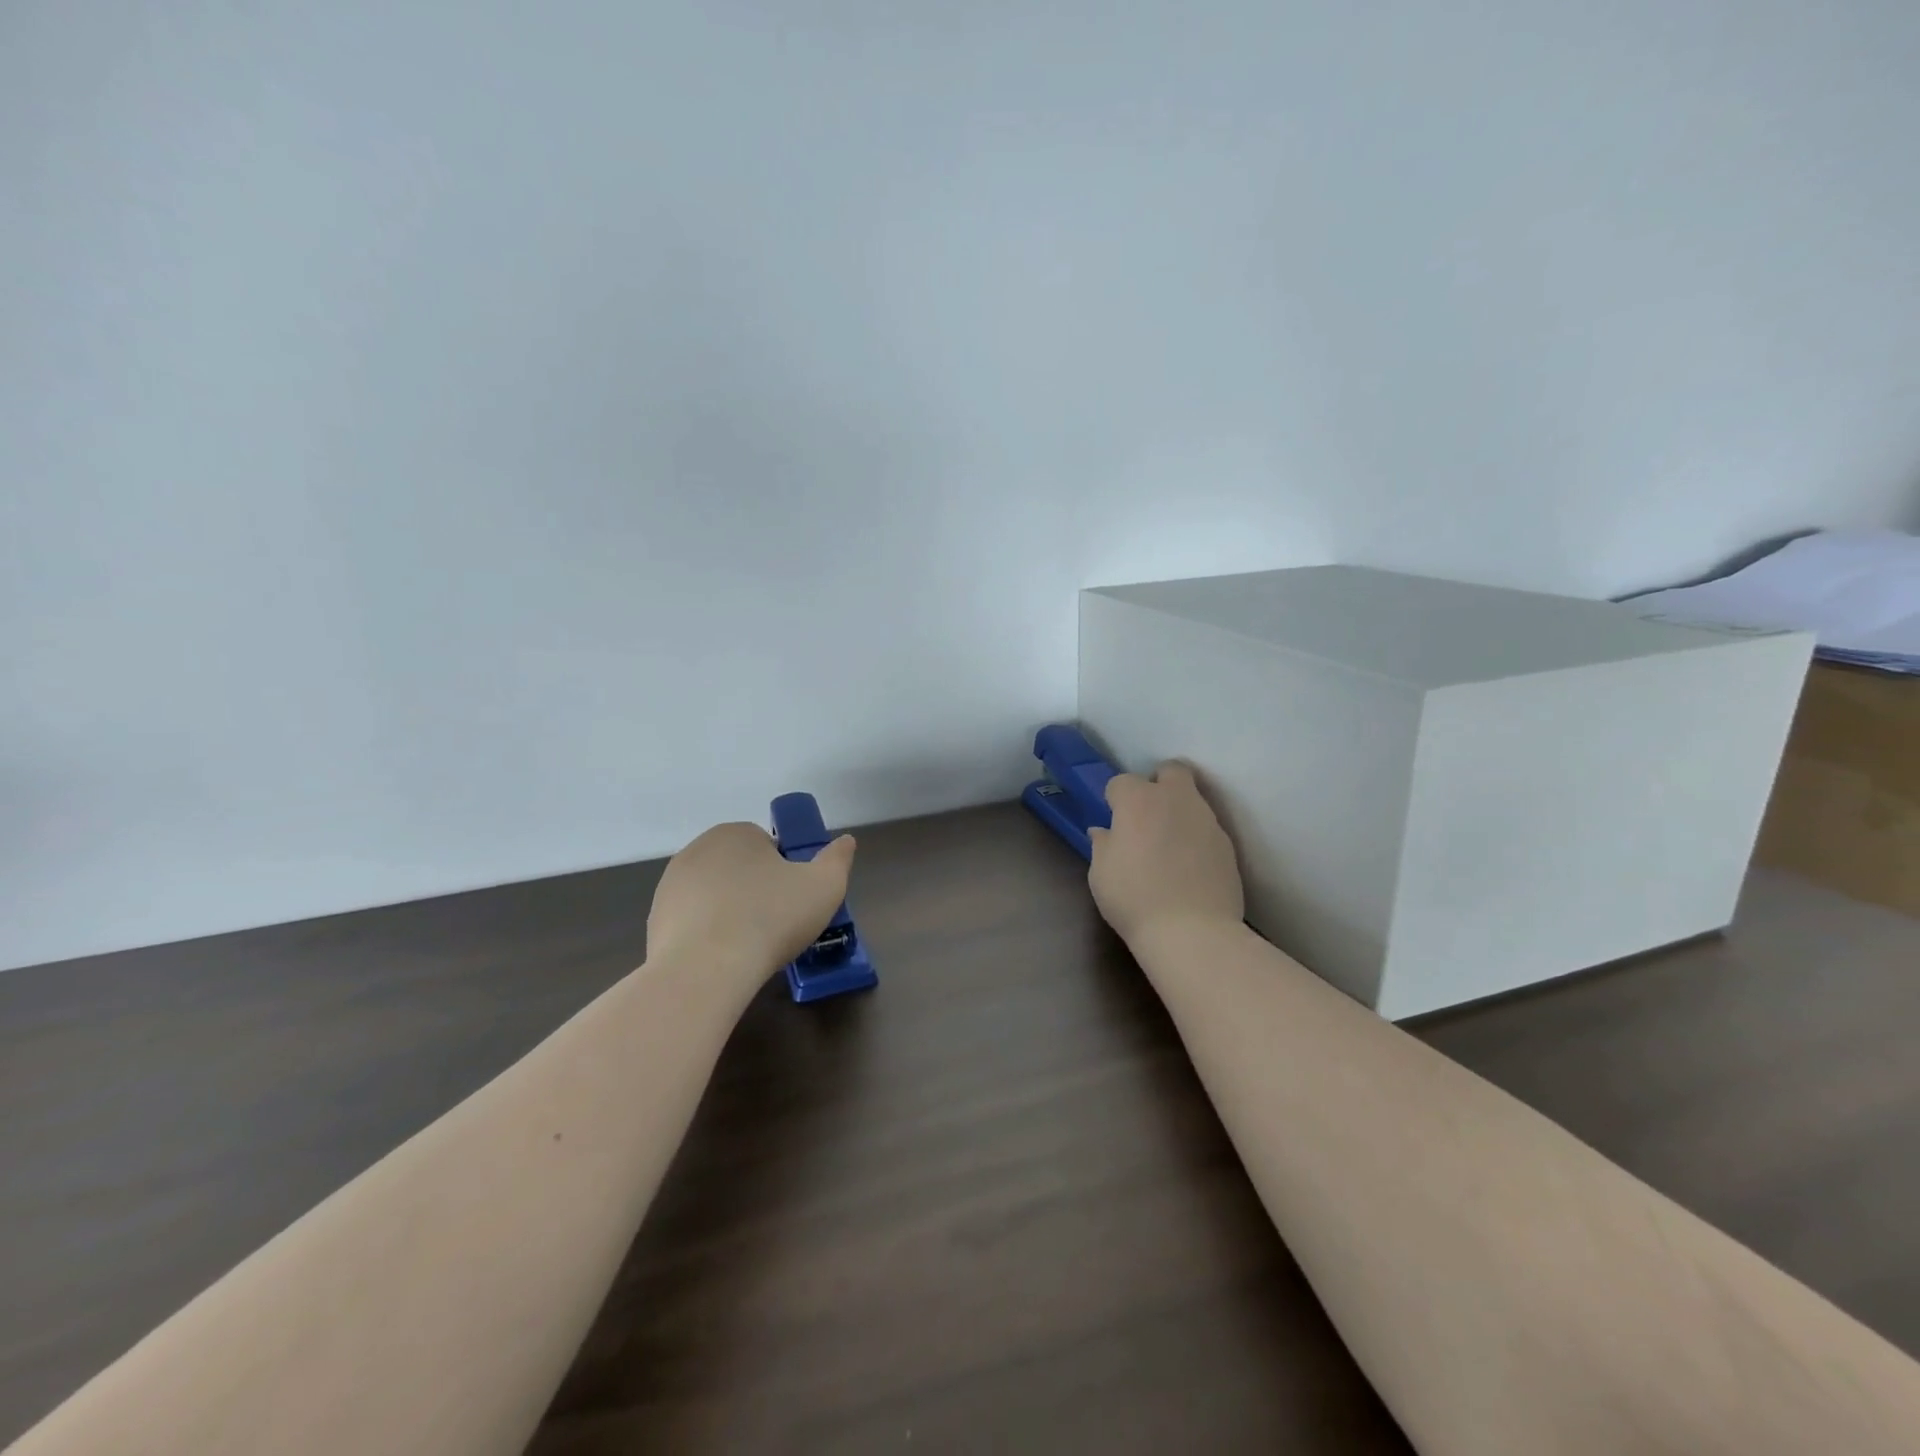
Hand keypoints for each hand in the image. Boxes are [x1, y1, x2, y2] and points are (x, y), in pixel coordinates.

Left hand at [646, 822, 856, 991]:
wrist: (704, 971)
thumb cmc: (770, 918)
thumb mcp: (824, 886)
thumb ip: (838, 859)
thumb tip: (845, 841)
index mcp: (736, 833)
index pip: (768, 845)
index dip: (786, 872)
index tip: (793, 900)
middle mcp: (698, 849)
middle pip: (739, 868)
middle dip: (756, 890)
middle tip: (776, 924)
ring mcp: (671, 885)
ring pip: (714, 895)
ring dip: (730, 911)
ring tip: (750, 946)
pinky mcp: (655, 921)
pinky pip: (693, 922)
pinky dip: (707, 935)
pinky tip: (722, 959)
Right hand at [1089, 762, 1243, 949]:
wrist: (1192, 932)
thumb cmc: (1134, 898)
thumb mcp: (1100, 874)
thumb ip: (1102, 845)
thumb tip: (1104, 832)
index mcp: (1138, 801)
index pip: (1121, 782)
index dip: (1115, 799)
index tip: (1113, 821)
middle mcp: (1176, 800)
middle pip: (1171, 771)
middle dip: (1158, 783)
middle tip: (1147, 815)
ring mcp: (1207, 820)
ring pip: (1193, 800)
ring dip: (1179, 812)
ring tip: (1169, 846)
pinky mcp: (1227, 845)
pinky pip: (1207, 829)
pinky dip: (1196, 838)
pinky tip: (1189, 866)